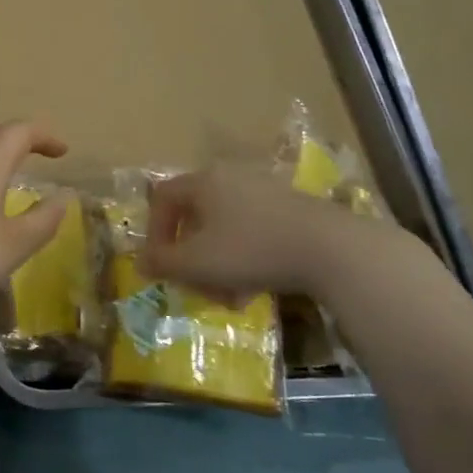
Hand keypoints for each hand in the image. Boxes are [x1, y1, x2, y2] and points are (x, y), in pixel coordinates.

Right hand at [142, 163, 407, 297]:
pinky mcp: (292, 208)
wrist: (332, 249)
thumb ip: (162, 262)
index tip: (162, 264)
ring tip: (230, 296)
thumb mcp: (197, 262)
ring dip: (218, 263)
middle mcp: (230, 177)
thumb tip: (140, 261)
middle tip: (197, 287)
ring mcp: (264, 190)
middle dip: (191, 256)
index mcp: (203, 181)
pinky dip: (246, 257)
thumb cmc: (251, 249)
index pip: (162, 198)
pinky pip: (254, 231)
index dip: (154, 232)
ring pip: (225, 228)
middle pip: (195, 216)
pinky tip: (257, 287)